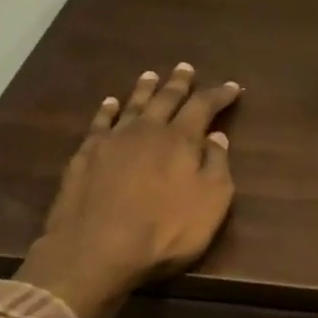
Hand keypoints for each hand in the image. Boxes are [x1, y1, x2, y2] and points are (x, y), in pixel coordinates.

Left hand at [17, 63, 240, 317]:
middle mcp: (146, 131)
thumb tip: (216, 136)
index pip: (203, 107)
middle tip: (185, 68)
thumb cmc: (165, 231)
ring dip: (144, 89)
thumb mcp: (210, 204)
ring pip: (132, 106)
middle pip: (165, 99)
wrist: (97, 249)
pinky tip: (110, 104)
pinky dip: (108, 110)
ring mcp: (112, 141)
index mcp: (181, 140)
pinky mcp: (85, 156)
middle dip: (179, 84)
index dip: (219, 96)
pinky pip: (99, 123)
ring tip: (151, 75)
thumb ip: (217, 166)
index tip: (232, 87)